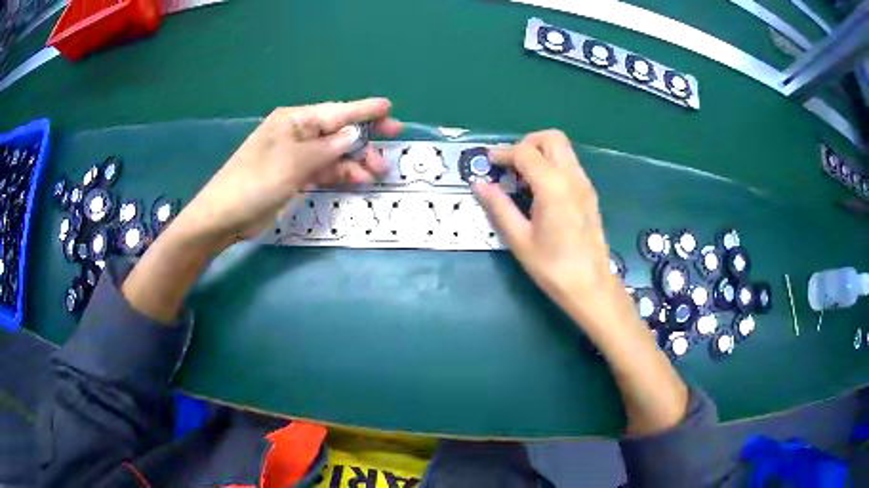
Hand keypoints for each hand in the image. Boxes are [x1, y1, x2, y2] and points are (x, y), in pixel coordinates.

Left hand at [174, 98, 401, 250]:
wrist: (225, 216)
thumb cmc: (256, 181)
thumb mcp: (294, 162)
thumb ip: (328, 148)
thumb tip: (354, 133)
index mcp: (294, 120)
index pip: (335, 112)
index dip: (363, 110)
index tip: (389, 108)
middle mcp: (297, 134)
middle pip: (337, 132)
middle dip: (364, 139)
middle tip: (392, 145)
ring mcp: (296, 156)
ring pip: (334, 153)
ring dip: (355, 161)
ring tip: (377, 172)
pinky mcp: (294, 177)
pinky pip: (324, 170)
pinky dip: (340, 174)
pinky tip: (357, 180)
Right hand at [473, 130, 620, 329]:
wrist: (590, 286)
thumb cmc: (552, 267)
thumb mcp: (519, 239)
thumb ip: (499, 207)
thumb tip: (479, 185)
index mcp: (553, 186)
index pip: (525, 152)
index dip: (503, 153)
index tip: (488, 163)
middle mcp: (572, 177)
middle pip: (551, 138)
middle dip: (527, 143)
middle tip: (510, 165)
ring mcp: (584, 184)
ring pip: (563, 149)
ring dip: (540, 153)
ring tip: (522, 178)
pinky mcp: (589, 194)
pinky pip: (569, 165)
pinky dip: (552, 165)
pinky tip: (540, 191)